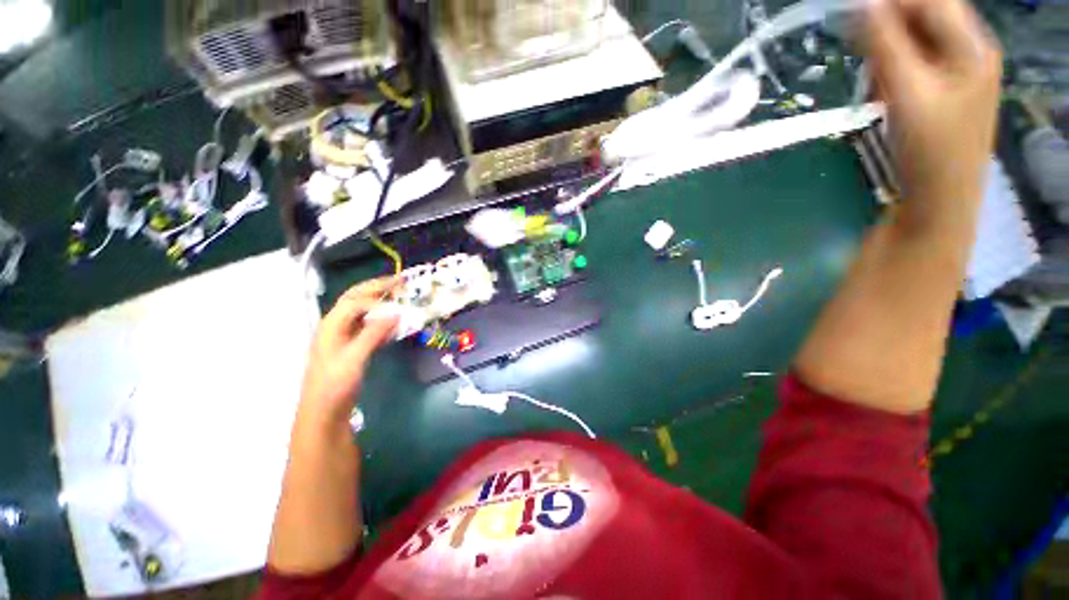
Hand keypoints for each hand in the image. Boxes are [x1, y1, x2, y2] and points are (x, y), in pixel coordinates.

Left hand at [299, 276, 399, 421]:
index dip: (378, 297)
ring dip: (381, 303)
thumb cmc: (335, 384)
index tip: (401, 300)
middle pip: (357, 299)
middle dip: (377, 288)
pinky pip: (369, 327)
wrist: (324, 412)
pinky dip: (382, 321)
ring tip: (400, 297)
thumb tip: (395, 312)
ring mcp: (344, 337)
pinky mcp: (352, 347)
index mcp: (332, 325)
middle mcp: (336, 326)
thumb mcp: (354, 357)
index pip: (356, 301)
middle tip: (400, 281)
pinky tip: (394, 324)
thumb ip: (373, 333)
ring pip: (363, 312)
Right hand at [864, 0, 1002, 212]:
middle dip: (889, 25)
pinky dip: (893, 67)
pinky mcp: (943, 91)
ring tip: (873, 76)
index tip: (852, 10)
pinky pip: (915, 62)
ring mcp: (958, 72)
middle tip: (860, 48)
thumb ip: (886, 44)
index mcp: (973, 45)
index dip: (891, 0)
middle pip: (927, 16)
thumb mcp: (908, 92)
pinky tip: (882, 87)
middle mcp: (970, 51)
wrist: (938, 202)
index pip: (932, 0)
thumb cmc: (930, 150)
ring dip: (889, 48)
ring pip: (918, 39)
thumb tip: (862, 4)